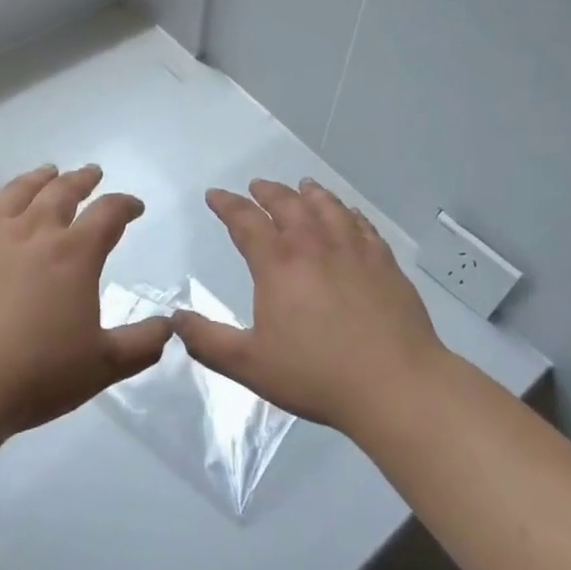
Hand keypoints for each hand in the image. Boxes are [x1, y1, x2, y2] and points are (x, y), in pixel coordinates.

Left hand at [0, 164, 170, 441]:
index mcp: (74, 253)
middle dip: (83, 179)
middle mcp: (35, 232)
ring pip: (19, 191)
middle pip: (63, 191)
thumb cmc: (33, 375)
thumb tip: (169, 326)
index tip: (135, 206)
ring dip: (39, 178)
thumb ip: (142, 344)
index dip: (126, 205)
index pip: (109, 213)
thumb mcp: (101, 367)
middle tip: (92, 173)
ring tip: (48, 172)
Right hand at [174, 178, 444, 437]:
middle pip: (287, 204)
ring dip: (309, 193)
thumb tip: (176, 318)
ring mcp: (353, 249)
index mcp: (278, 263)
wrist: (394, 384)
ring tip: (302, 186)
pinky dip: (347, 212)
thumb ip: (208, 340)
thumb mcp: (249, 364)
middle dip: (267, 191)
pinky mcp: (384, 261)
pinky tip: (347, 214)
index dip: (227, 204)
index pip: (245, 220)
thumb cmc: (316, 374)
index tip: (215, 195)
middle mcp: (314, 244)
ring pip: (327, 206)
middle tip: (256, 185)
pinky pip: (361, 224)